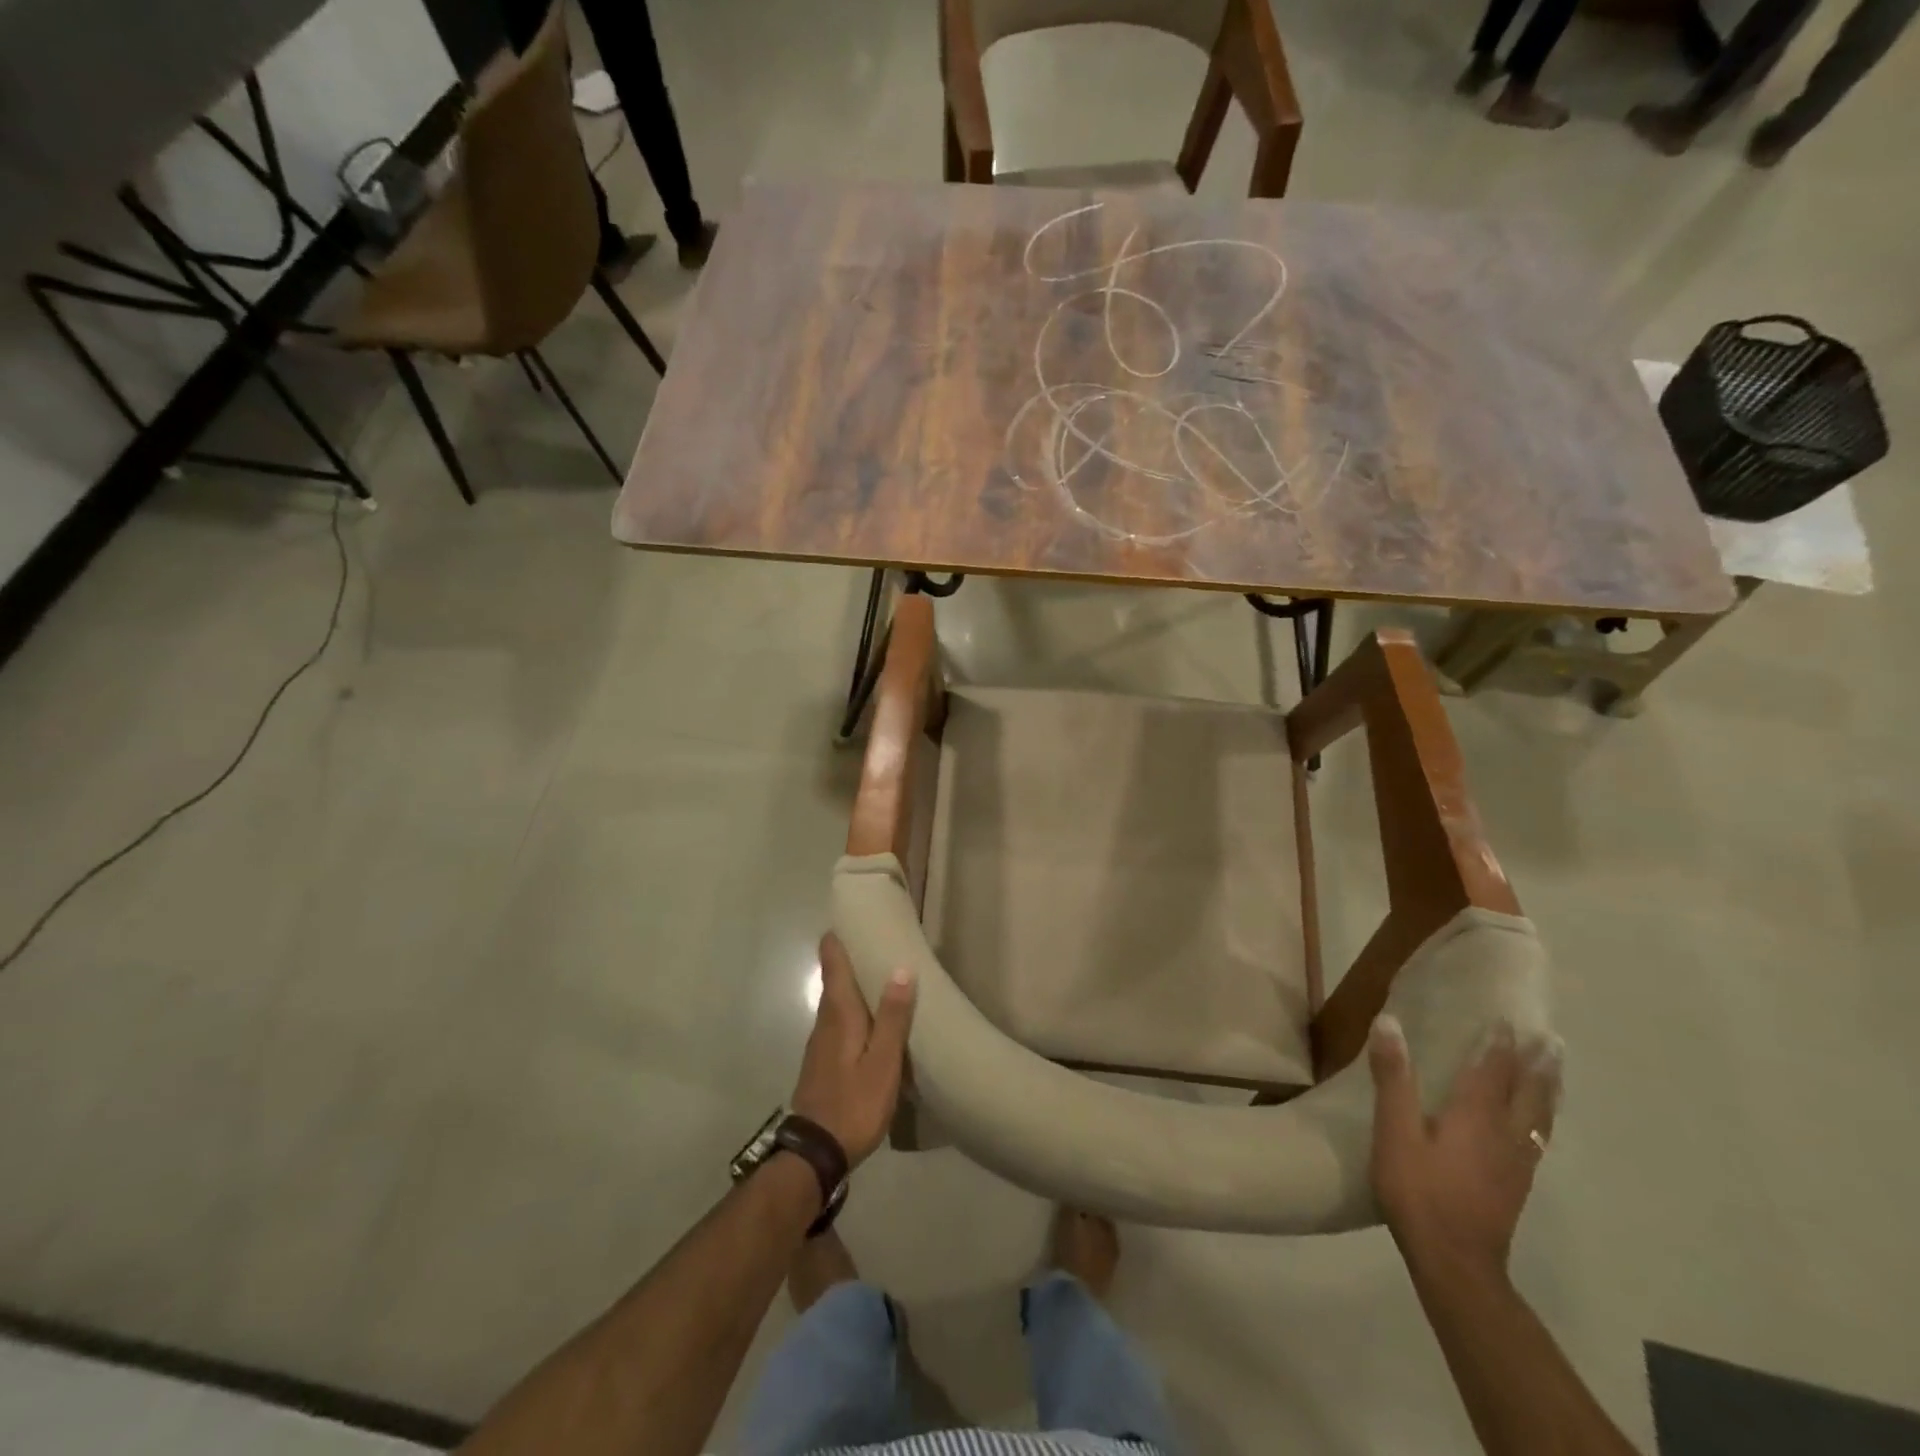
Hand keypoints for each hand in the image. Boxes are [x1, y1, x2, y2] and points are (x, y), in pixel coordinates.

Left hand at [791, 934, 915, 1165]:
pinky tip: (874, 1018)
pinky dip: (855, 1007)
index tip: (856, 916)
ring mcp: (821, 1041)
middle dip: (854, 956)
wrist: (816, 1153)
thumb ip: (892, 1016)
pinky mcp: (824, 1060)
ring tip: (886, 975)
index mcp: (839, 1012)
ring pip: (838, 999)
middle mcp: (825, 1019)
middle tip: (883, 941)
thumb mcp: (883, 1062)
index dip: (839, 935)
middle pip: (835, 976)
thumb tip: (900, 968)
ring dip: (856, 983)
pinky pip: (840, 1020)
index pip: (831, 959)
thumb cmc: (854, 1103)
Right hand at [1368, 1015, 1562, 1278]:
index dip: (1499, 1044)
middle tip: (1550, 1040)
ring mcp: (1516, 1163)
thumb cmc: (1419, 1191)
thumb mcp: (1394, 1131)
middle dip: (1538, 1065)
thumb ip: (1393, 1077)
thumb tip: (1389, 1023)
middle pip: (1529, 1093)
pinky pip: (1538, 1139)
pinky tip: (1537, 1125)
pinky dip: (1542, 1119)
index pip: (1492, 1070)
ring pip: (1540, 1118)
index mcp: (1475, 1116)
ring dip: (1548, 1090)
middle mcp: (1505, 1134)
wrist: (1456, 1262)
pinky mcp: (1516, 1185)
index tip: (1508, 1019)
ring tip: (1554, 1072)